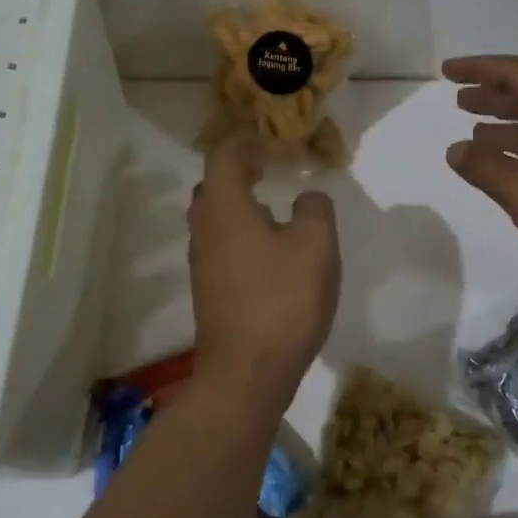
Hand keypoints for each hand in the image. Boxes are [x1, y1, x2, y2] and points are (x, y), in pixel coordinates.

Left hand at [187, 137, 340, 402]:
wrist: (246, 373)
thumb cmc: (282, 300)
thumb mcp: (316, 246)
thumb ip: (315, 209)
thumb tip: (306, 199)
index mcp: (225, 208)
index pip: (223, 156)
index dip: (248, 144)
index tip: (276, 149)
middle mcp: (204, 229)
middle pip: (212, 186)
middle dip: (239, 173)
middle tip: (272, 174)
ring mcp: (201, 263)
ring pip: (214, 219)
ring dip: (240, 206)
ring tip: (276, 213)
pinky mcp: (208, 291)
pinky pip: (220, 247)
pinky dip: (240, 236)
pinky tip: (270, 255)